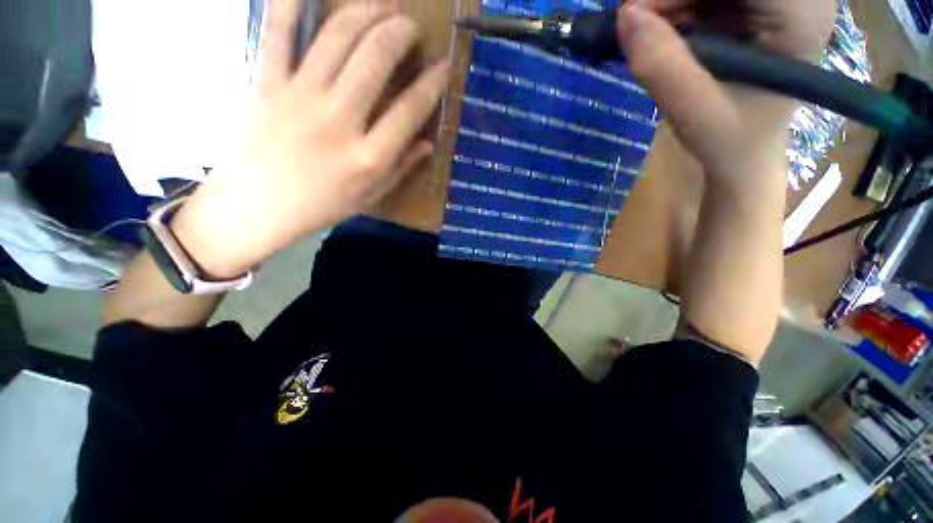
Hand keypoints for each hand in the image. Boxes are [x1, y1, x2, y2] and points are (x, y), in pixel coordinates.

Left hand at [172, 1, 450, 277]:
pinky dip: (292, 2)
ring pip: (336, 36)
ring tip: (381, 5)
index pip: (410, 109)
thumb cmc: (321, 206)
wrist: (257, 207)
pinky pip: (278, 32)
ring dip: (365, 10)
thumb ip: (401, 168)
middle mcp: (339, 121)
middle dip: (401, 31)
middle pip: (375, 58)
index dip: (433, 83)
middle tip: (411, 25)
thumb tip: (428, 144)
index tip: (444, 66)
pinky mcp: (266, 84)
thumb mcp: (370, 196)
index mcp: (369, 157)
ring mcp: (299, 97)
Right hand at [616, 0, 835, 190]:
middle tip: (636, 22)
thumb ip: (664, 67)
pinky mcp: (755, 5)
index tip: (637, 14)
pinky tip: (661, 32)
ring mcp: (776, 0)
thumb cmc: (729, 140)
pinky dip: (676, 6)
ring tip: (646, 33)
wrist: (743, 153)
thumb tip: (625, 17)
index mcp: (801, 17)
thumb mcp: (695, 112)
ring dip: (672, 2)